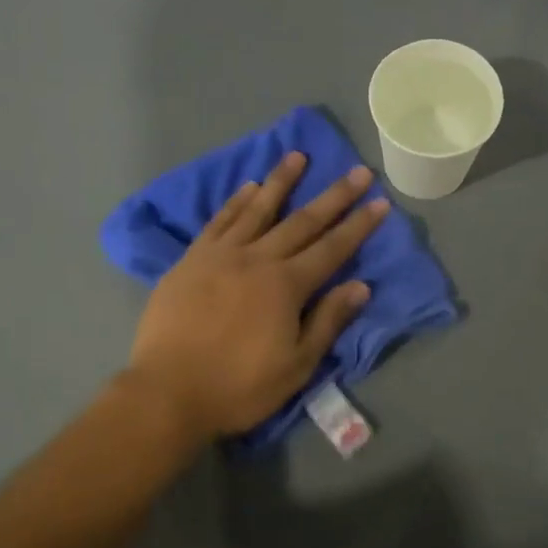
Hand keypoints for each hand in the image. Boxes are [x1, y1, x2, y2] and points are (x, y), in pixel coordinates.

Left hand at [126, 152, 389, 441]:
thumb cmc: (238, 386)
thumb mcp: (296, 365)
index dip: (359, 225)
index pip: (332, 248)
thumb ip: (328, 321)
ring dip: (281, 181)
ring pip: (257, 209)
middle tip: (357, 170)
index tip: (380, 201)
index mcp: (286, 286)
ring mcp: (221, 254)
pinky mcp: (191, 259)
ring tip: (298, 155)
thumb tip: (360, 285)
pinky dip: (236, 202)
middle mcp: (258, 259)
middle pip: (302, 221)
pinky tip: (247, 186)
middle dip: (334, 196)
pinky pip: (219, 221)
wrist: (167, 392)